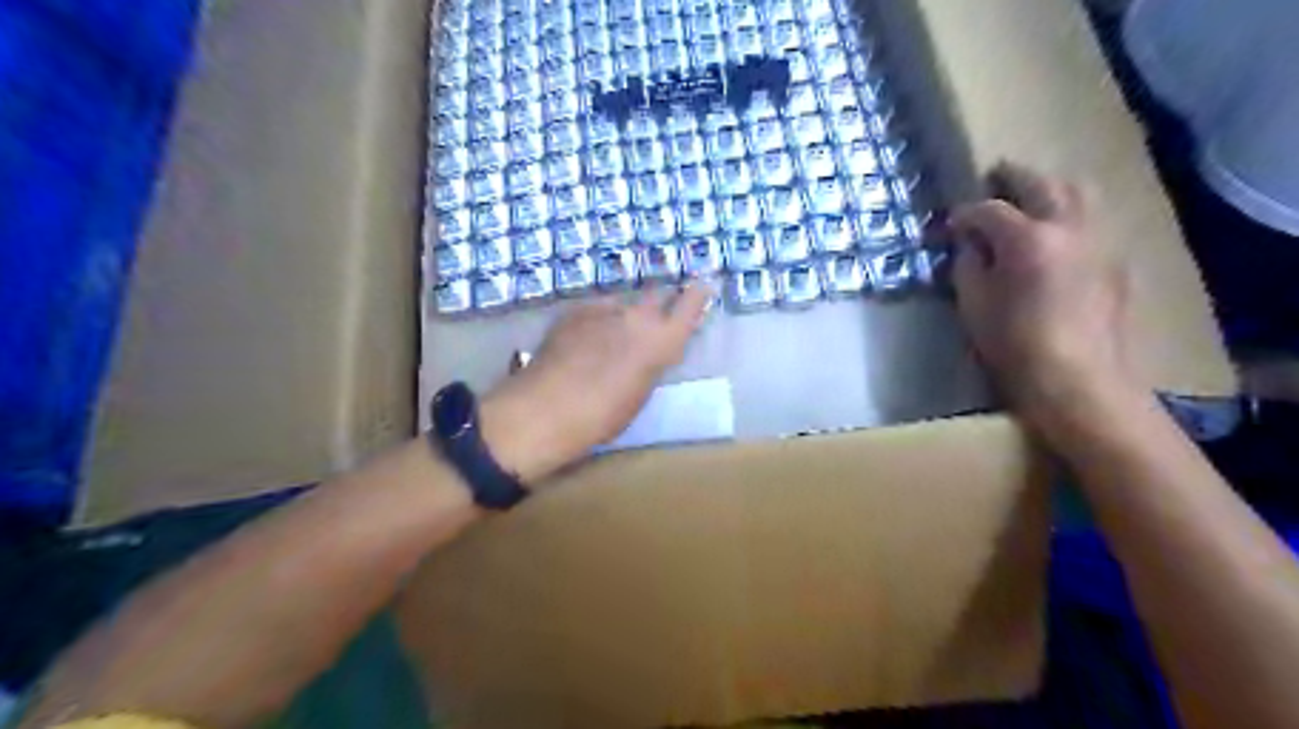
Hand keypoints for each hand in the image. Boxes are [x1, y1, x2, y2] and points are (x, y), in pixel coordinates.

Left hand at [475, 282, 708, 482]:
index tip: (703, 287)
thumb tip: (649, 352)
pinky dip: (596, 321)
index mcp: (661, 341)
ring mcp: (603, 309)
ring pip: (622, 304)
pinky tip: (583, 341)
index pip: (690, 304)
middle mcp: (637, 316)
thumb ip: (650, 364)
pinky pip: (595, 311)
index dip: (698, 294)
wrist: (546, 408)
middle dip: (658, 305)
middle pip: (656, 296)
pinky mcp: (574, 311)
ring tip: (609, 339)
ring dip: (622, 316)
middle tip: (651, 323)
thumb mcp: (640, 394)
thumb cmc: (602, 416)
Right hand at [951, 160, 1138, 431]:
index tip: (950, 224)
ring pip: (1077, 194)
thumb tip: (970, 246)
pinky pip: (1091, 221)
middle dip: (1014, 178)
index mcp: (1027, 239)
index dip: (965, 213)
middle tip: (993, 178)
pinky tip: (1054, 234)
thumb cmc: (1013, 345)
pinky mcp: (1114, 261)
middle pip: (1042, 184)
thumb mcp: (974, 305)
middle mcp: (1068, 228)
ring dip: (1049, 188)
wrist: (1078, 381)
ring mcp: (1098, 241)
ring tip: (1028, 197)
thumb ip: (968, 266)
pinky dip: (1069, 214)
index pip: (989, 210)